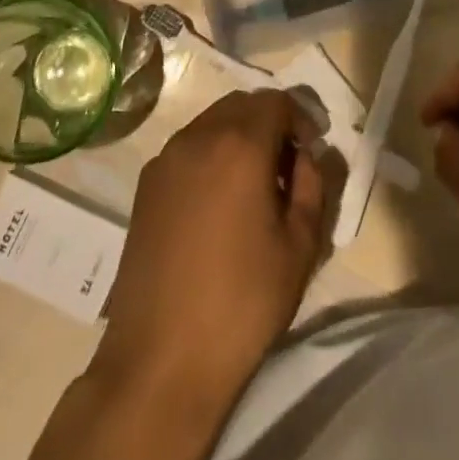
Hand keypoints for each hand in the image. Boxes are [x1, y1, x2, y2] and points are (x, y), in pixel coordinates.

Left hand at [95, 90, 340, 409]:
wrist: (162, 358)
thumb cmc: (243, 301)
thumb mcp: (301, 245)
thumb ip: (313, 185)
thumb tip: (306, 157)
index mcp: (239, 145)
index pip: (276, 101)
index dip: (300, 119)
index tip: (310, 153)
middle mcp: (197, 138)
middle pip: (240, 105)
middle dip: (270, 124)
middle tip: (287, 167)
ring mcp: (165, 160)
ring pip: (211, 123)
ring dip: (238, 137)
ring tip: (254, 187)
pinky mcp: (145, 186)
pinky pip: (187, 149)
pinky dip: (210, 155)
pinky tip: (219, 204)